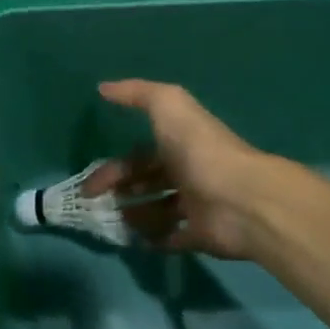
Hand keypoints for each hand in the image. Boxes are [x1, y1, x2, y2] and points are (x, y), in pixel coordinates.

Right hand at [95, 80, 272, 257]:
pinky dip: (154, 240)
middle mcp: (188, 173)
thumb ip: (138, 94)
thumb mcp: (169, 108)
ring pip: (158, 211)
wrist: (240, 199)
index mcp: (181, 144)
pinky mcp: (201, 235)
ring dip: (133, 216)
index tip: (90, 185)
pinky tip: (135, 241)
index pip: (142, 155)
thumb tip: (103, 87)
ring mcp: (196, 206)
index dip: (115, 167)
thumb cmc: (200, 151)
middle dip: (119, 192)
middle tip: (95, 206)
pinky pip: (173, 238)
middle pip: (147, 183)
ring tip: (115, 223)